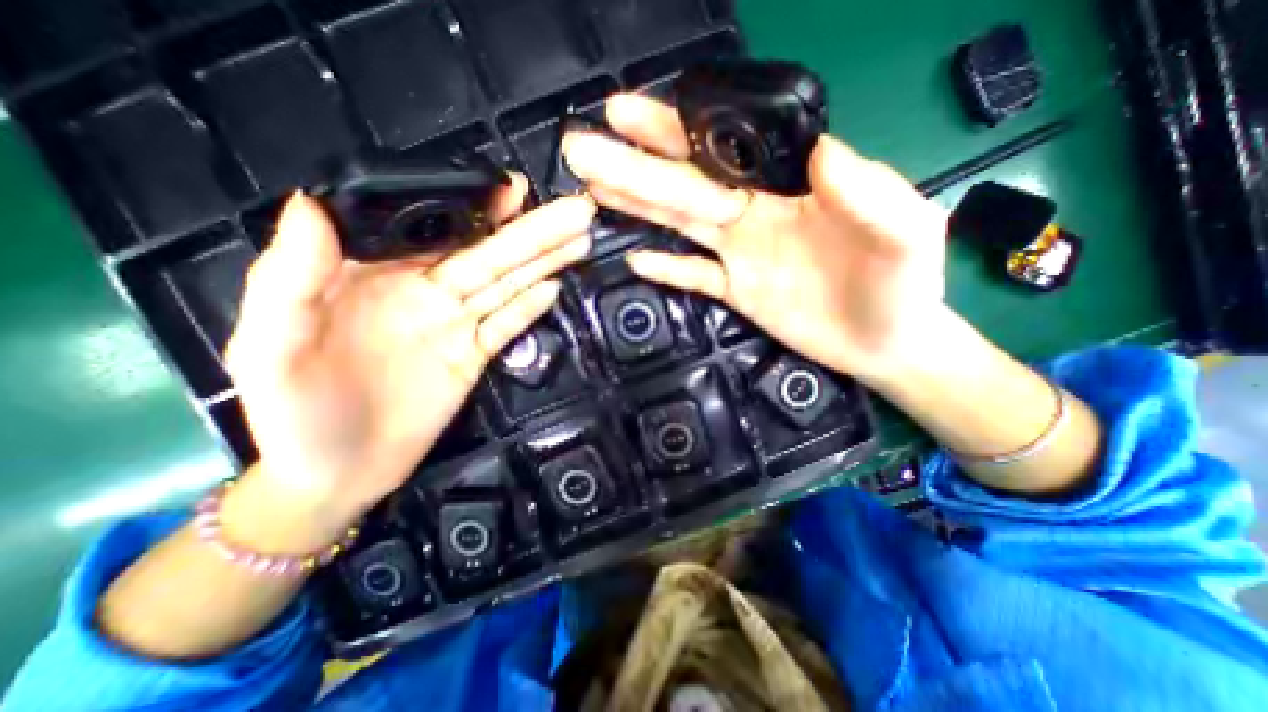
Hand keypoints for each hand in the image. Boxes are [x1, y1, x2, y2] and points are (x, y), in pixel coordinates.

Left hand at [225, 181, 597, 530]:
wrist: (336, 472)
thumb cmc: (294, 413)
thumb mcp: (269, 346)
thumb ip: (290, 278)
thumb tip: (310, 205)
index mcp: (378, 277)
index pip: (435, 231)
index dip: (476, 208)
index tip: (512, 188)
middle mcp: (427, 293)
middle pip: (488, 257)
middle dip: (532, 233)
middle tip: (575, 211)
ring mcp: (456, 326)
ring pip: (507, 285)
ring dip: (544, 262)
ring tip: (579, 240)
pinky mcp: (474, 356)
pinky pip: (507, 325)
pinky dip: (530, 307)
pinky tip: (555, 287)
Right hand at [565, 96, 950, 382]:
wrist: (888, 341)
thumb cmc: (903, 284)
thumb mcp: (906, 230)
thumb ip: (869, 190)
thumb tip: (821, 154)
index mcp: (788, 188)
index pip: (724, 149)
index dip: (676, 131)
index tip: (629, 114)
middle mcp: (754, 214)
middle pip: (685, 186)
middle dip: (633, 166)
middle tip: (583, 150)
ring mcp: (740, 255)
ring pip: (679, 225)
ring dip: (636, 207)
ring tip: (593, 190)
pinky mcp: (736, 291)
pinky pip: (693, 277)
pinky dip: (665, 270)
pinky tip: (635, 260)